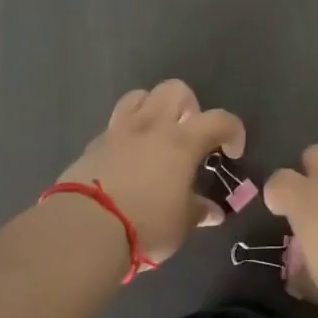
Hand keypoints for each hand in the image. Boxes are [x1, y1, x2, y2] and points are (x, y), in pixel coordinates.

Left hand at [58, 80, 244, 263]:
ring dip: (153, 108)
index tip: (232, 153)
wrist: (84, 228)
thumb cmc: (145, 225)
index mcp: (182, 142)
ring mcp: (119, 131)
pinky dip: (127, 133)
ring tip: (157, 134)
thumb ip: (198, 211)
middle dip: (189, 105)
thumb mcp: (181, 225)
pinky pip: (115, 125)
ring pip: (140, 96)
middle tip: (190, 134)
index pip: (219, 120)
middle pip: (175, 89)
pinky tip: (127, 158)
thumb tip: (212, 212)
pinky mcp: (93, 144)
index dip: (233, 131)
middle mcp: (152, 126)